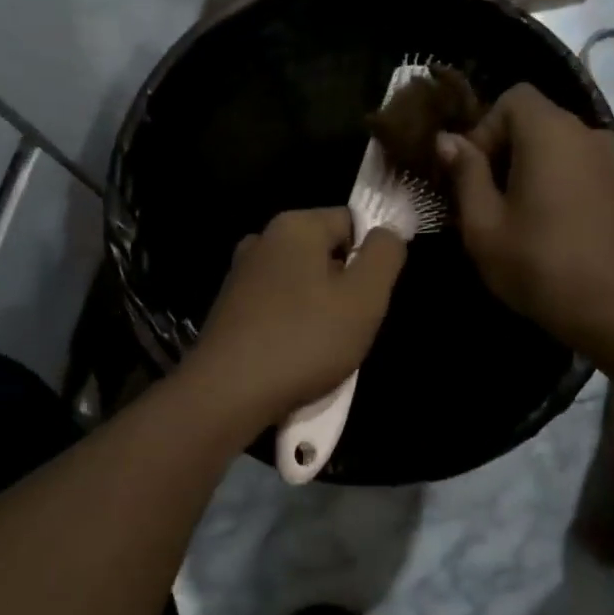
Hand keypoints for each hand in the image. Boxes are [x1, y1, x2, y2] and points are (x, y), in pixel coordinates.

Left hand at [190, 208, 407, 425]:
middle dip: (343, 285)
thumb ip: (384, 255)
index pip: (351, 222)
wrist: (227, 393)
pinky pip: (275, 306)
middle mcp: (262, 239)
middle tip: (352, 325)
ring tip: (324, 347)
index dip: (369, 256)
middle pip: (324, 253)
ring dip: (318, 309)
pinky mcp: (228, 307)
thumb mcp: (364, 297)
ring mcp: (240, 273)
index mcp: (294, 225)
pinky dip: (290, 325)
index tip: (372, 296)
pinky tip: (293, 356)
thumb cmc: (304, 340)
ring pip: (300, 282)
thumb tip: (387, 232)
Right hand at [436, 83, 613, 352]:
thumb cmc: (539, 265)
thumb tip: (448, 140)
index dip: (484, 129)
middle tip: (482, 198)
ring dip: (524, 167)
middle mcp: (585, 133)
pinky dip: (551, 179)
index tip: (472, 175)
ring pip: (553, 143)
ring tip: (509, 214)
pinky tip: (541, 222)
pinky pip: (573, 164)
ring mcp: (608, 159)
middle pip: (533, 119)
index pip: (512, 99)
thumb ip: (465, 173)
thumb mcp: (484, 223)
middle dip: (500, 149)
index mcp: (550, 133)